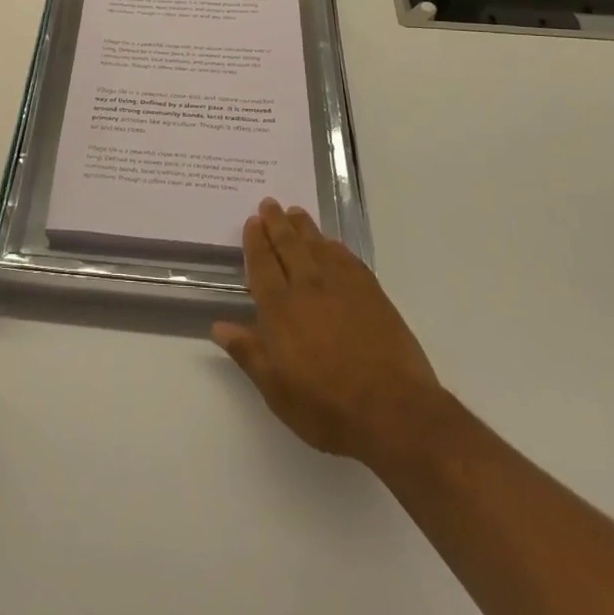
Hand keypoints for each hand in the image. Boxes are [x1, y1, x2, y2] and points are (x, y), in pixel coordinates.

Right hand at [213, 199, 449, 469]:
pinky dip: (334, 246)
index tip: (252, 221)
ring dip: (303, 227)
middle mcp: (308, 286)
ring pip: (317, 245)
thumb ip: (248, 352)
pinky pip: (346, 258)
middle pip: (289, 245)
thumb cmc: (327, 407)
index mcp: (280, 308)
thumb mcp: (277, 390)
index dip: (256, 241)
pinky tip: (330, 243)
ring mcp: (342, 286)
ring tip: (295, 212)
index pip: (262, 264)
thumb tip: (218, 326)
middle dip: (276, 222)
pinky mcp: (371, 292)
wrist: (394, 411)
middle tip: (269, 203)